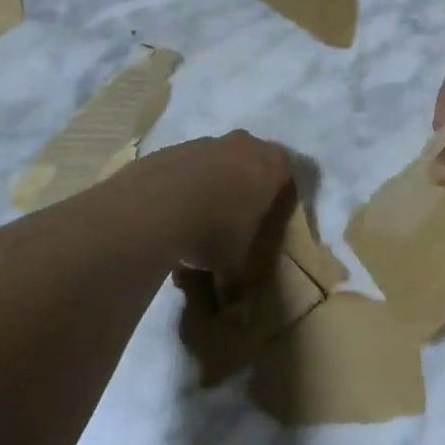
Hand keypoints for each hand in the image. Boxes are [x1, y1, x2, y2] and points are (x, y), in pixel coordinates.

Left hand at [140, 131, 293, 283]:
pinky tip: (170, 214)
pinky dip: (181, 186)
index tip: (267, 218)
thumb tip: (235, 301)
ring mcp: (204, 142)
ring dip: (210, 184)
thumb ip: (241, 275)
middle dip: (243, 185)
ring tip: (196, 221)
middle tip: (234, 219)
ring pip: (214, 161)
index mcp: (272, 165)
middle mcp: (243, 145)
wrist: (158, 206)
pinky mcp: (171, 149)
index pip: (286, 172)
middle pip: (249, 161)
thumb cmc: (217, 230)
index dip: (277, 195)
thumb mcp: (238, 263)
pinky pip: (184, 168)